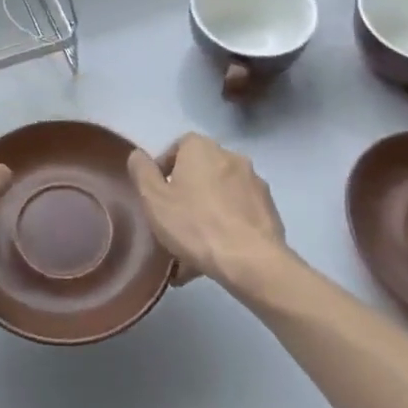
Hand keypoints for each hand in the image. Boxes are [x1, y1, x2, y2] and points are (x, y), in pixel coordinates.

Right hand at [127, 133, 288, 291]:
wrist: (250, 260)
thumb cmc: (195, 224)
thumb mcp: (153, 199)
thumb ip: (142, 172)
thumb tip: (138, 155)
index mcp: (201, 148)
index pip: (178, 147)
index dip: (165, 169)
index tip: (158, 195)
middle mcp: (231, 156)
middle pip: (201, 171)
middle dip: (187, 192)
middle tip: (174, 221)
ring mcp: (254, 182)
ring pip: (221, 195)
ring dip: (207, 212)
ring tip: (194, 248)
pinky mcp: (269, 209)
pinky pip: (239, 213)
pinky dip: (227, 227)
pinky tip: (216, 255)